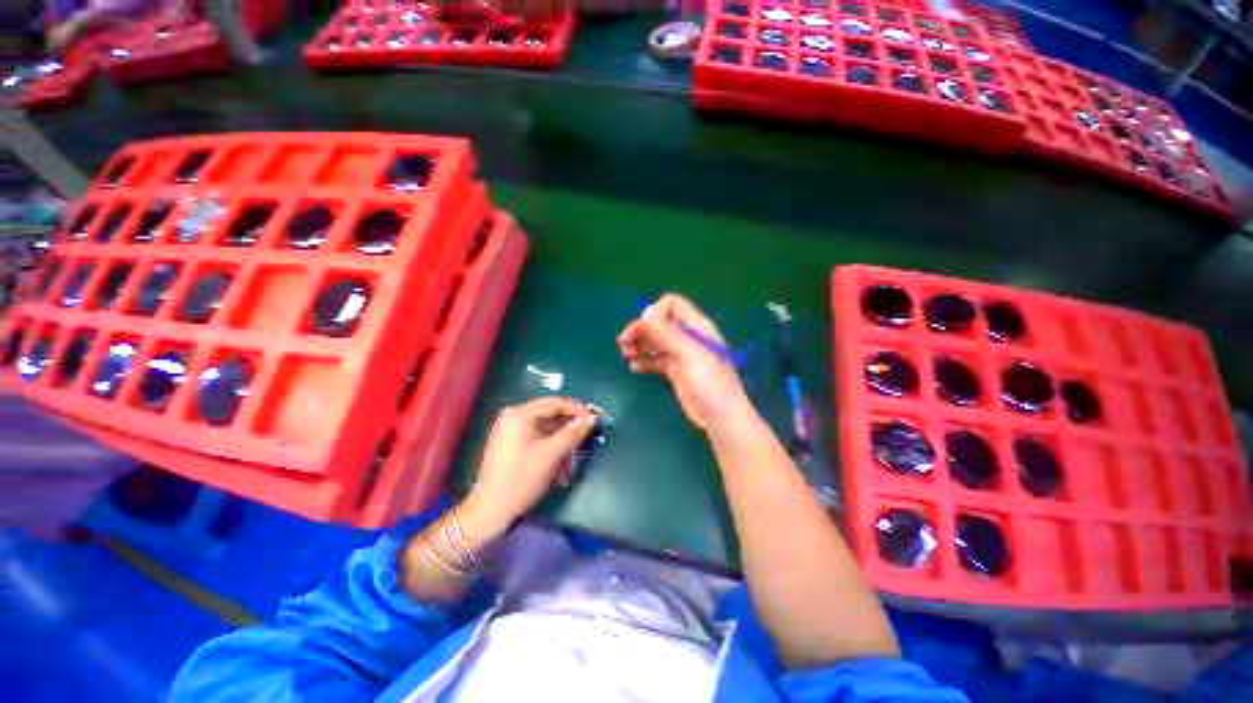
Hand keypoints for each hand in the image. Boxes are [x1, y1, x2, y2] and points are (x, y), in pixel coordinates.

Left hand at [461, 397, 595, 534]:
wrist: (490, 510)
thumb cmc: (522, 479)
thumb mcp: (551, 454)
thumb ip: (573, 433)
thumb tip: (591, 418)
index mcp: (520, 414)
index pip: (555, 403)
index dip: (577, 409)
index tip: (595, 417)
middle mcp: (513, 416)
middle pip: (550, 413)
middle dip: (569, 425)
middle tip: (588, 433)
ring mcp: (510, 429)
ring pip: (545, 426)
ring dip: (562, 437)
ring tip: (575, 452)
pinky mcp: (510, 442)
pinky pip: (537, 436)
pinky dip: (551, 444)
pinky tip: (562, 458)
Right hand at [618, 294, 755, 432]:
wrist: (720, 416)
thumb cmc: (708, 381)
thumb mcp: (686, 353)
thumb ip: (664, 333)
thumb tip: (642, 316)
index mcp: (696, 326)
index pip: (672, 304)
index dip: (655, 312)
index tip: (643, 328)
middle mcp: (687, 337)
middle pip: (659, 322)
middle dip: (641, 329)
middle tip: (624, 343)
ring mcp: (681, 354)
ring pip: (655, 341)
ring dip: (639, 344)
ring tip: (626, 354)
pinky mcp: (675, 370)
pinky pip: (656, 359)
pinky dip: (644, 360)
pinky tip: (634, 367)